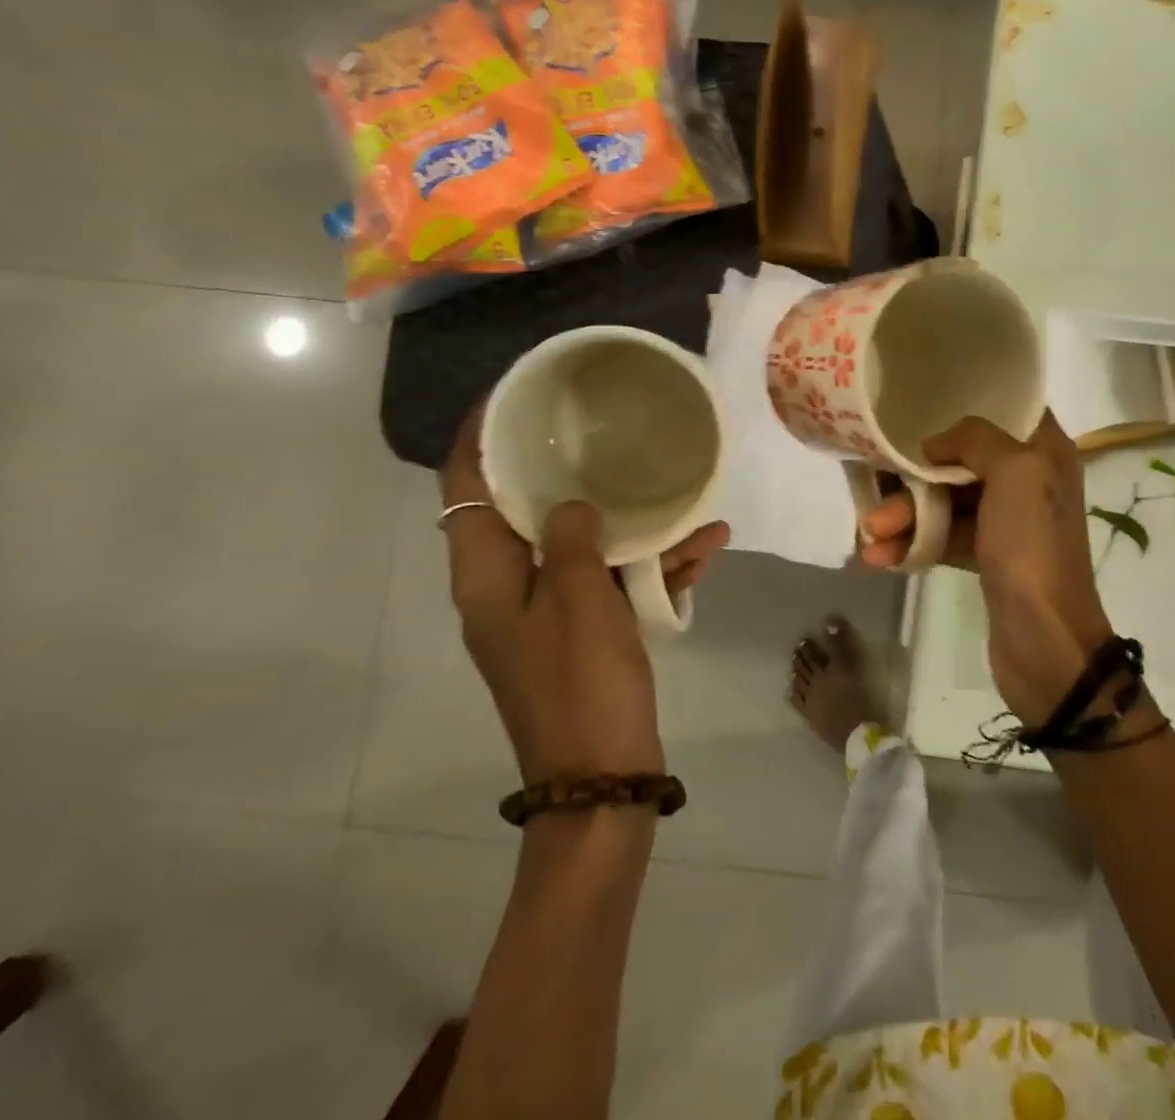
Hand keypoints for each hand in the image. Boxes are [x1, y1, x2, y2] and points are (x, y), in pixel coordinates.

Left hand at [440, 409, 730, 779]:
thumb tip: (573, 504)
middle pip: (526, 508)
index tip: (511, 396)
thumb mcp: (578, 603)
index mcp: (487, 577)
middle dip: (565, 468)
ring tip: (684, 494)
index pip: (466, 489)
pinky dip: (654, 563)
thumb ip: (572, 540)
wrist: (603, 778)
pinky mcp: (586, 630)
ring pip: (583, 542)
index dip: (477, 437)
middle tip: (603, 429)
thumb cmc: (581, 686)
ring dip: (631, 521)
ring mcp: (550, 610)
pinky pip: (615, 579)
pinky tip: (708, 545)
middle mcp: (510, 586)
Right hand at [859, 412, 1110, 724]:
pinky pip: (944, 536)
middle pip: (962, 460)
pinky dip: (915, 543)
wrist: (1047, 642)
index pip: (1004, 410)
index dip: (962, 408)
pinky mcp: (987, 556)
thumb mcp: (1014, 473)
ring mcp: (1007, 520)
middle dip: (916, 477)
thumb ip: (975, 440)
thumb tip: (936, 445)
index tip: (917, 409)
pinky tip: (881, 557)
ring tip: (870, 535)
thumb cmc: (1033, 546)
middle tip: (876, 491)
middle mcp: (1027, 478)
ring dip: (906, 515)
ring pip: (947, 501)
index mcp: (1044, 451)